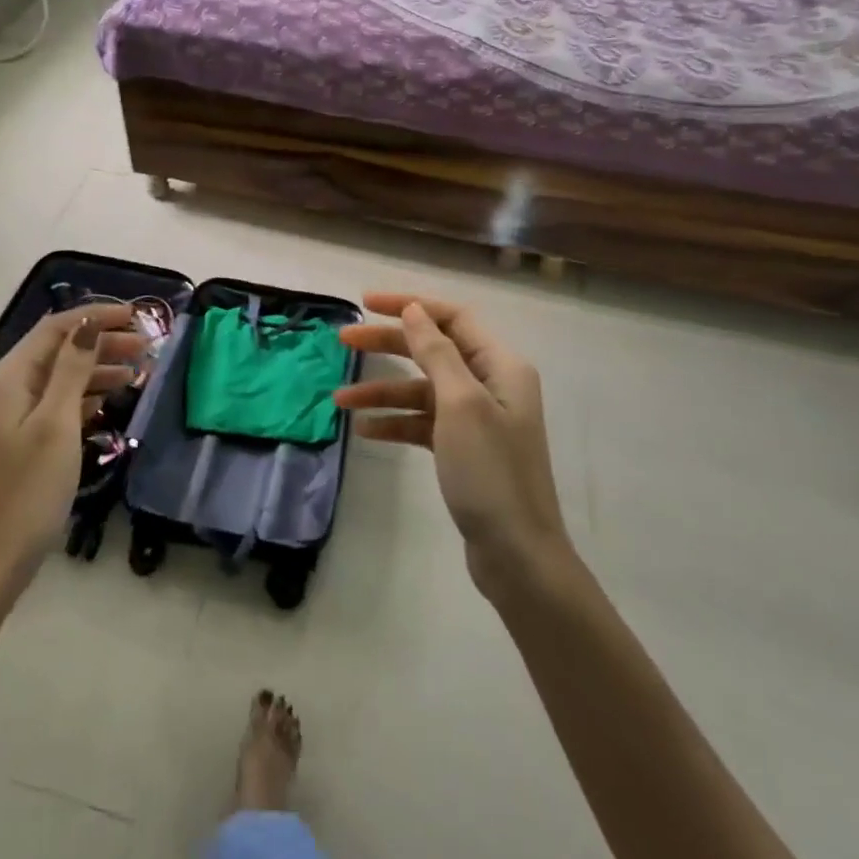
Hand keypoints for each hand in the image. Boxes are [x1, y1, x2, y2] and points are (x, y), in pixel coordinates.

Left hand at [0, 306, 145, 586]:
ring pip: (55, 381)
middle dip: (100, 344)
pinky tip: (106, 405)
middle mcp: (0, 391)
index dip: (96, 316)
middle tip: (146, 348)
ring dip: (94, 372)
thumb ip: (73, 370)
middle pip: (56, 353)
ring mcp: (3, 421)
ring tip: (137, 374)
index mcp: (6, 379)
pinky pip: (50, 408)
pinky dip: (80, 401)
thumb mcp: (56, 425)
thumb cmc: (24, 493)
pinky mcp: (11, 446)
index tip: (138, 316)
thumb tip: (89, 323)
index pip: (55, 329)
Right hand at [336, 293, 571, 595]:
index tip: (366, 303)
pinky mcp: (465, 449)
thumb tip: (415, 310)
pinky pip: (423, 423)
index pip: (452, 317)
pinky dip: (396, 422)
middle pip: (432, 350)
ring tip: (340, 400)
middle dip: (388, 344)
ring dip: (383, 391)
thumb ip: (436, 352)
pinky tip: (366, 431)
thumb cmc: (490, 472)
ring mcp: (478, 418)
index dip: (410, 306)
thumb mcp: (460, 404)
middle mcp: (491, 384)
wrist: (518, 555)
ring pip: (422, 389)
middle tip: (343, 341)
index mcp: (500, 365)